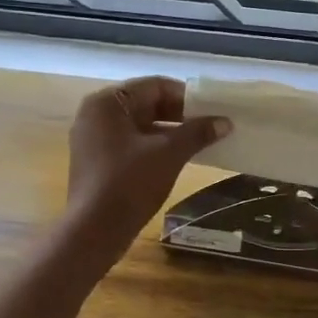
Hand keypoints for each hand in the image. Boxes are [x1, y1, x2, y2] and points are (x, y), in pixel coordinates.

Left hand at [63, 77, 230, 265]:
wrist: (94, 231)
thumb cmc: (129, 184)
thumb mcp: (169, 154)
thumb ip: (197, 133)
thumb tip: (225, 122)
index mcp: (107, 102)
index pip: (154, 86)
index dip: (187, 96)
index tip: (212, 110)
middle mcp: (95, 114)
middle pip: (145, 104)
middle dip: (179, 115)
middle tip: (209, 126)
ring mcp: (92, 139)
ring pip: (138, 126)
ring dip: (168, 132)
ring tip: (199, 143)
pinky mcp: (95, 161)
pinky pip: (129, 144)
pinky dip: (152, 147)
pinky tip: (176, 159)